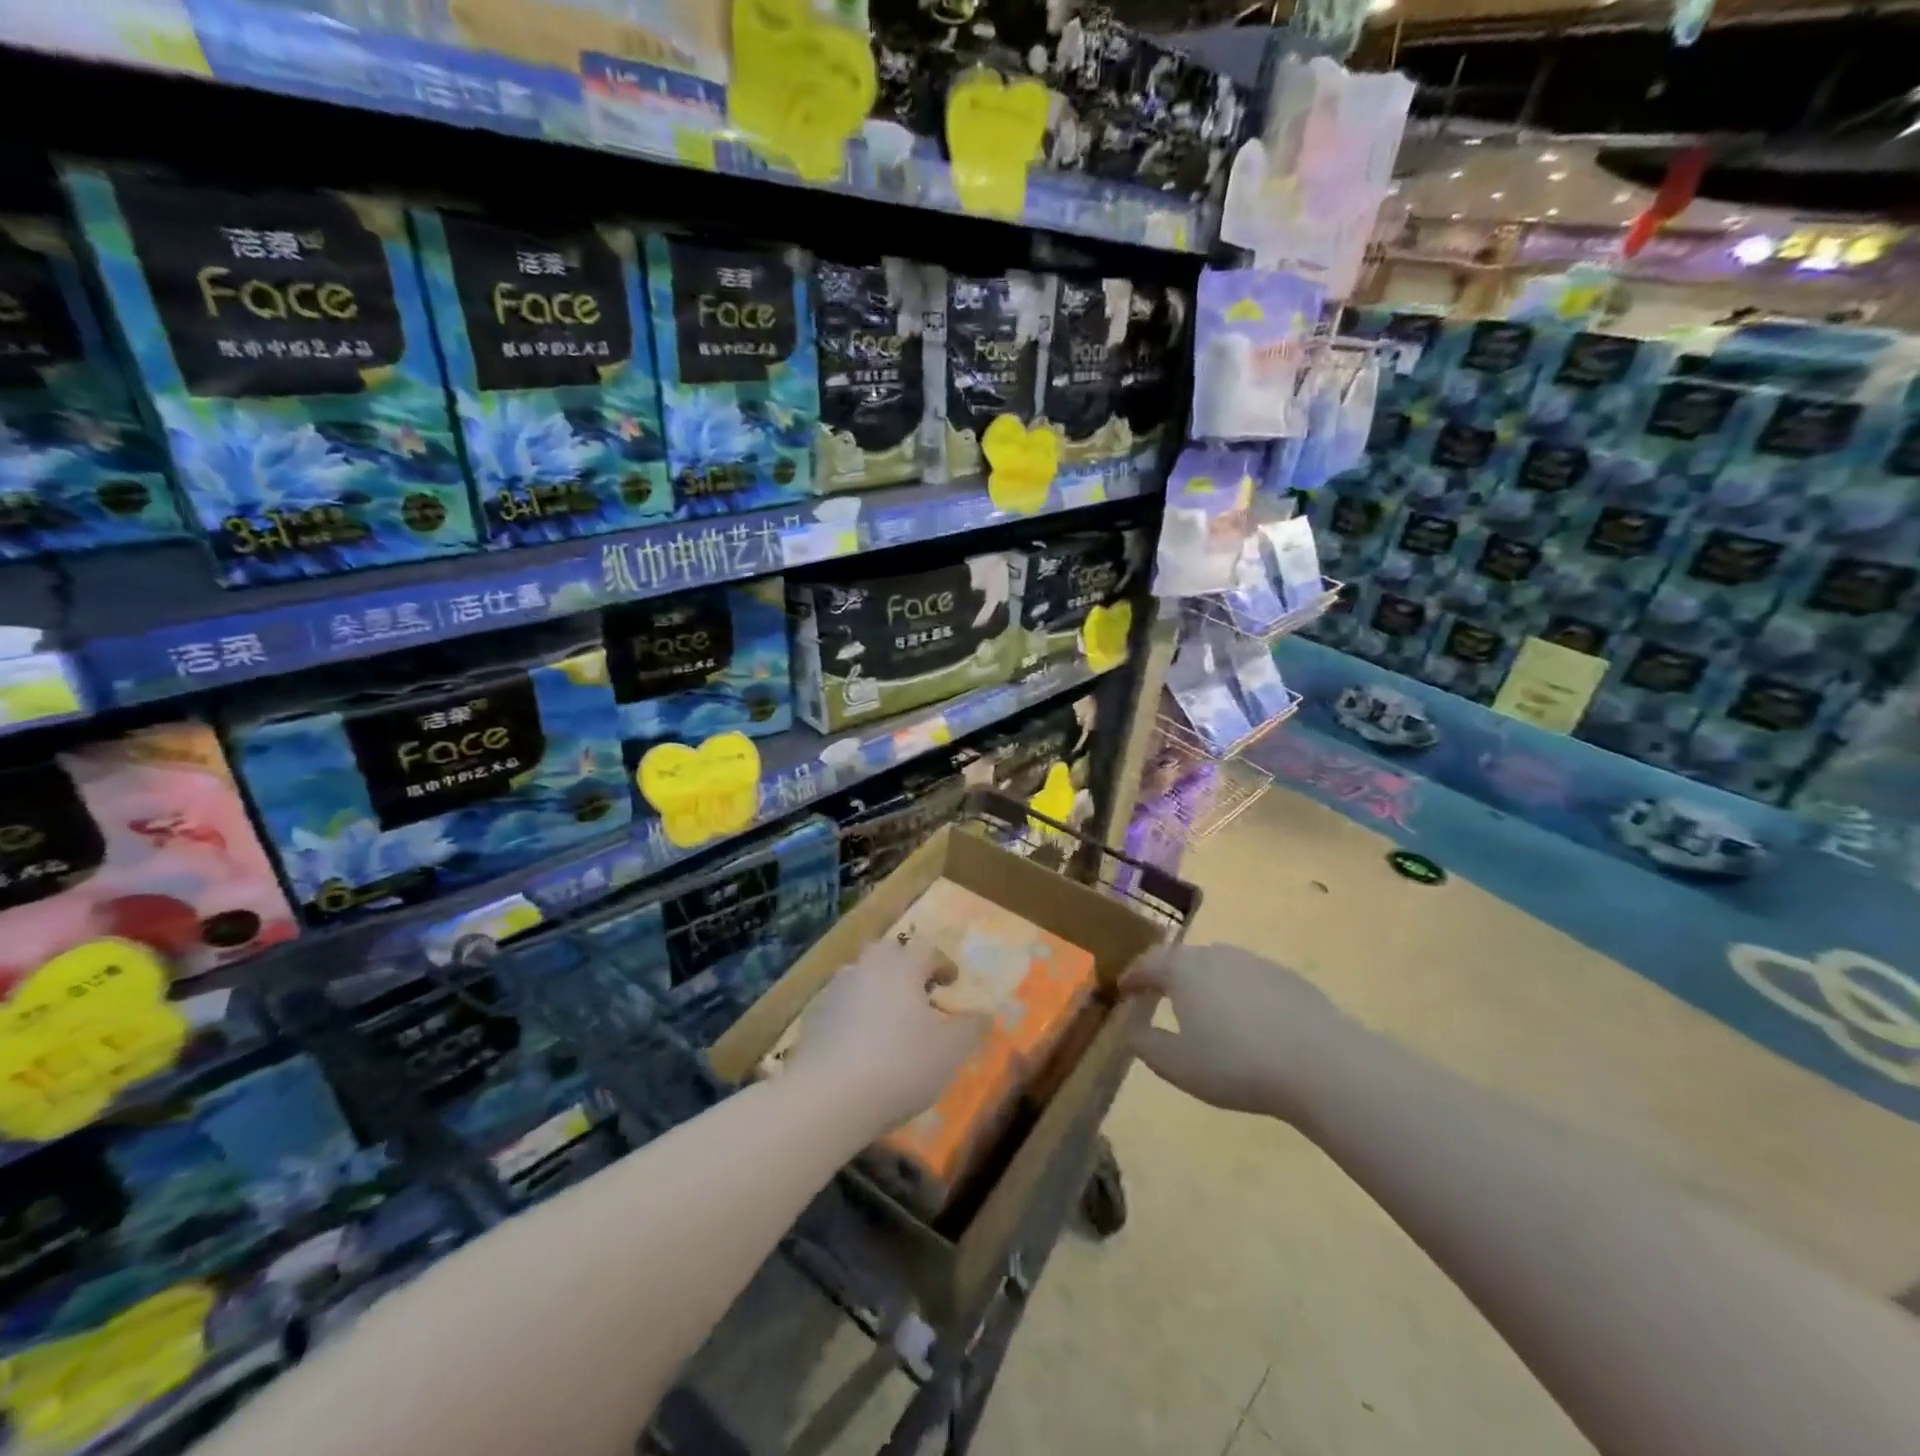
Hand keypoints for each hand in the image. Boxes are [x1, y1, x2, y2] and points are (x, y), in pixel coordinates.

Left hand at [787, 940, 989, 1137]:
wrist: (827, 1098)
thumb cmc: (899, 1066)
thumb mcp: (950, 1052)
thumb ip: (971, 1028)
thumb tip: (985, 1013)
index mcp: (901, 966)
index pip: (926, 948)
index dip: (942, 963)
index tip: (952, 982)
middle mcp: (865, 967)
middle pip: (888, 954)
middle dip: (905, 968)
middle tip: (919, 994)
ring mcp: (834, 990)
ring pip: (861, 977)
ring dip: (877, 990)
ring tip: (889, 1022)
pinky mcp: (812, 1018)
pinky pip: (840, 1006)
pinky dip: (853, 1016)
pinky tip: (860, 1046)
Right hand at [1120, 942, 1358, 1123]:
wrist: (1321, 1063)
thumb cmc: (1236, 1064)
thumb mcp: (1178, 1066)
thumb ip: (1147, 1045)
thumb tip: (1131, 1030)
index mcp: (1183, 970)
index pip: (1147, 963)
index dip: (1132, 976)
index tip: (1123, 989)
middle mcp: (1216, 955)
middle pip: (1182, 959)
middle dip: (1167, 976)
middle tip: (1158, 997)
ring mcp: (1254, 962)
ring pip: (1218, 966)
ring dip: (1204, 983)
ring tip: (1203, 1011)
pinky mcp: (1287, 978)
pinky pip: (1249, 980)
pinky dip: (1237, 994)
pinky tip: (1248, 1023)